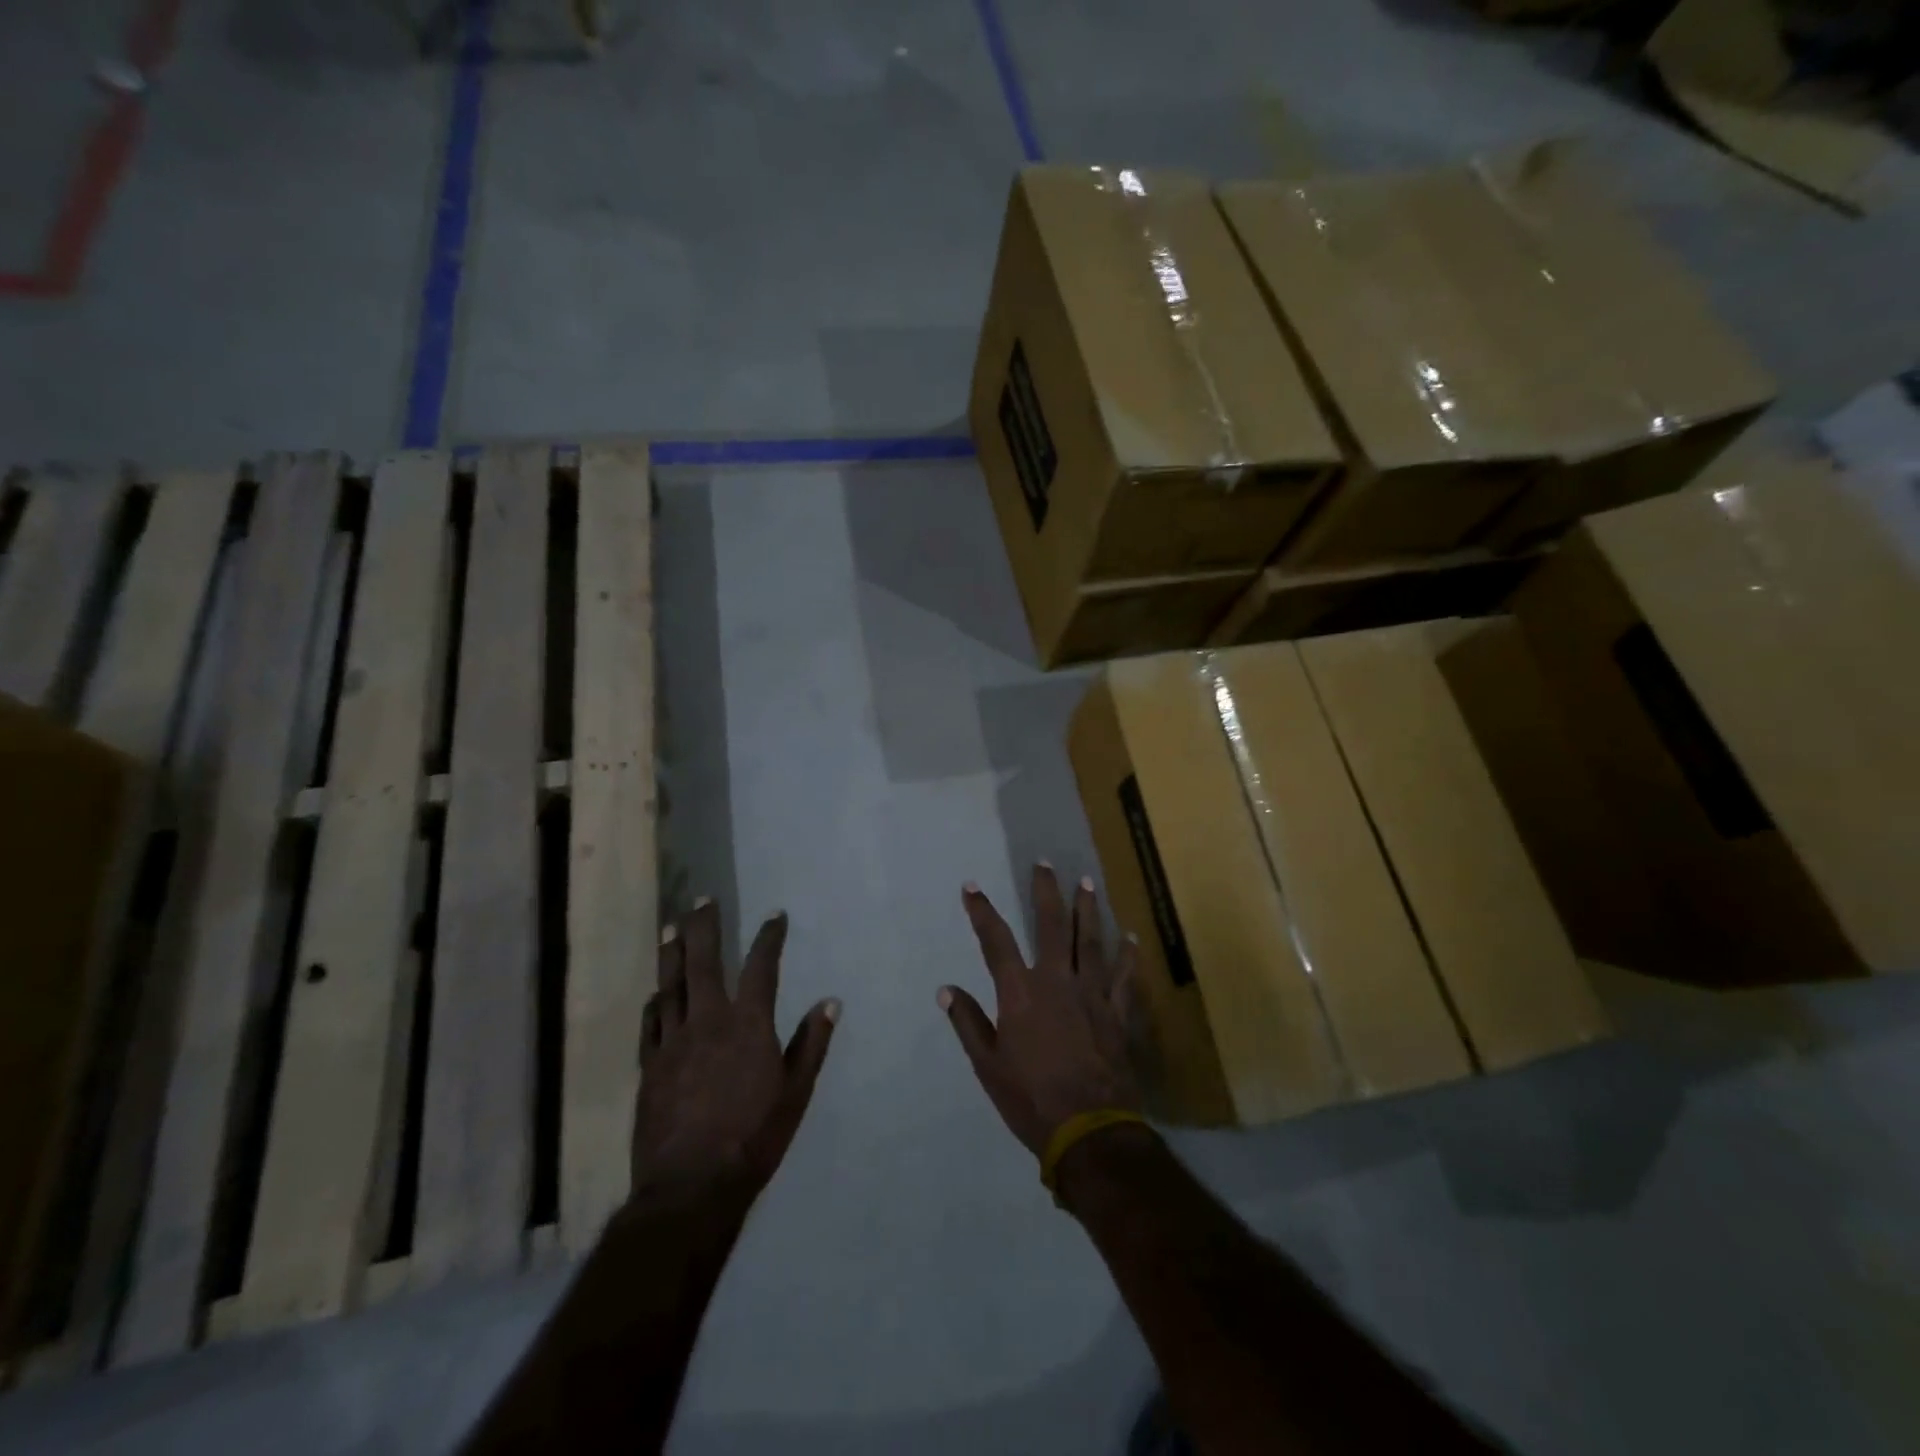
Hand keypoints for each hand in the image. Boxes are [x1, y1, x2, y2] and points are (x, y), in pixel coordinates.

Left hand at [635, 900, 838, 1201]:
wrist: (691, 1186)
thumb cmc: (754, 1137)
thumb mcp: (795, 1092)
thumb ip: (812, 1044)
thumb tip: (830, 1002)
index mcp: (748, 1024)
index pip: (761, 967)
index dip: (769, 937)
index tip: (775, 915)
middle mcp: (708, 1021)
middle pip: (703, 963)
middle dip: (704, 927)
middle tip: (703, 900)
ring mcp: (673, 1042)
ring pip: (670, 986)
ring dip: (672, 954)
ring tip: (671, 928)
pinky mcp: (650, 1067)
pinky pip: (650, 1024)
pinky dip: (654, 1003)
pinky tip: (655, 993)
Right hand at [939, 866, 1141, 1155]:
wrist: (1088, 1130)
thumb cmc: (1030, 1099)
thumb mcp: (988, 1066)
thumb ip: (969, 1023)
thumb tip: (946, 989)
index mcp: (1020, 993)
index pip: (996, 941)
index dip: (982, 911)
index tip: (972, 887)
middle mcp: (1057, 981)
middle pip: (1052, 926)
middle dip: (1046, 892)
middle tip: (1045, 863)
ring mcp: (1092, 994)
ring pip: (1091, 941)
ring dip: (1088, 909)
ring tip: (1087, 882)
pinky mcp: (1117, 1012)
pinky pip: (1125, 976)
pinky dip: (1128, 954)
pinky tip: (1131, 936)